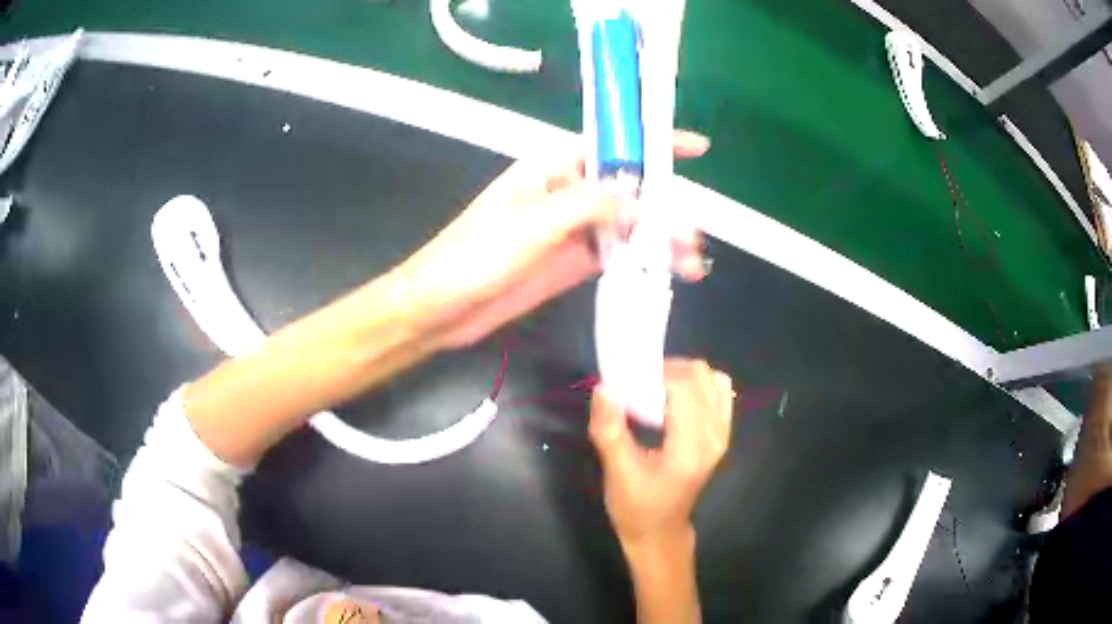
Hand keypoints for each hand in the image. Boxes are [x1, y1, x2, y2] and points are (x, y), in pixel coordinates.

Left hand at [404, 131, 710, 348]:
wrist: (442, 307)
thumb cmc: (477, 255)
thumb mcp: (533, 223)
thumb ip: (589, 205)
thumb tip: (641, 201)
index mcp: (551, 168)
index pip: (611, 147)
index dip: (653, 144)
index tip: (697, 149)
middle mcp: (566, 193)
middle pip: (628, 190)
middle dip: (665, 206)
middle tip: (694, 233)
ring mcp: (570, 231)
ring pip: (627, 226)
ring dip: (659, 239)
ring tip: (692, 262)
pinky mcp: (571, 264)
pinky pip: (615, 255)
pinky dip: (642, 262)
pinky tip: (667, 273)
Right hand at [589, 359, 733, 549]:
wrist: (659, 533)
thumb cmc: (637, 508)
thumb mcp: (618, 473)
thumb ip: (610, 430)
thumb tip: (603, 387)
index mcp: (692, 446)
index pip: (683, 387)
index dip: (654, 374)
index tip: (626, 380)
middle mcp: (715, 435)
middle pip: (700, 375)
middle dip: (666, 371)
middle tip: (637, 385)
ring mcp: (723, 434)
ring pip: (712, 379)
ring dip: (682, 375)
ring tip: (655, 390)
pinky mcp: (721, 434)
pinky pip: (717, 392)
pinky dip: (696, 385)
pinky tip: (673, 399)